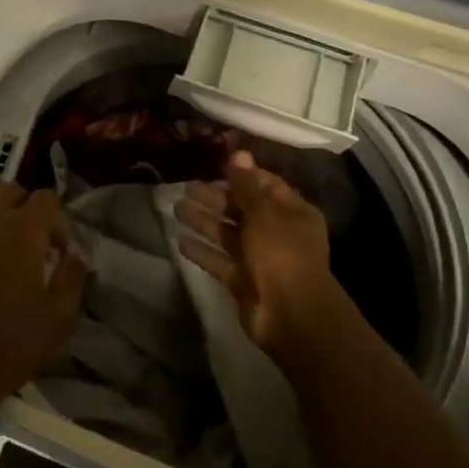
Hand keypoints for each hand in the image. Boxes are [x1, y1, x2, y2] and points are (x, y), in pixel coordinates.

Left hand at [0, 185, 89, 436]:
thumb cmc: (6, 344)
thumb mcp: (57, 318)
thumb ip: (72, 278)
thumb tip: (79, 253)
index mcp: (22, 228)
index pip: (46, 198)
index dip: (57, 221)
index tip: (57, 251)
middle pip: (10, 191)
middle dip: (25, 210)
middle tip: (31, 245)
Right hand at [176, 150, 341, 363]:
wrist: (291, 314)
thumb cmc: (281, 252)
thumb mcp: (264, 212)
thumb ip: (246, 184)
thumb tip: (238, 153)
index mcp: (292, 212)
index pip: (266, 185)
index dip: (242, 174)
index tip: (216, 164)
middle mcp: (277, 233)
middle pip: (242, 209)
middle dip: (215, 197)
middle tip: (186, 186)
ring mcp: (260, 259)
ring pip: (227, 234)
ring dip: (203, 221)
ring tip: (176, 207)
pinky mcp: (243, 281)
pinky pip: (220, 261)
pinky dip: (202, 251)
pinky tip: (180, 241)